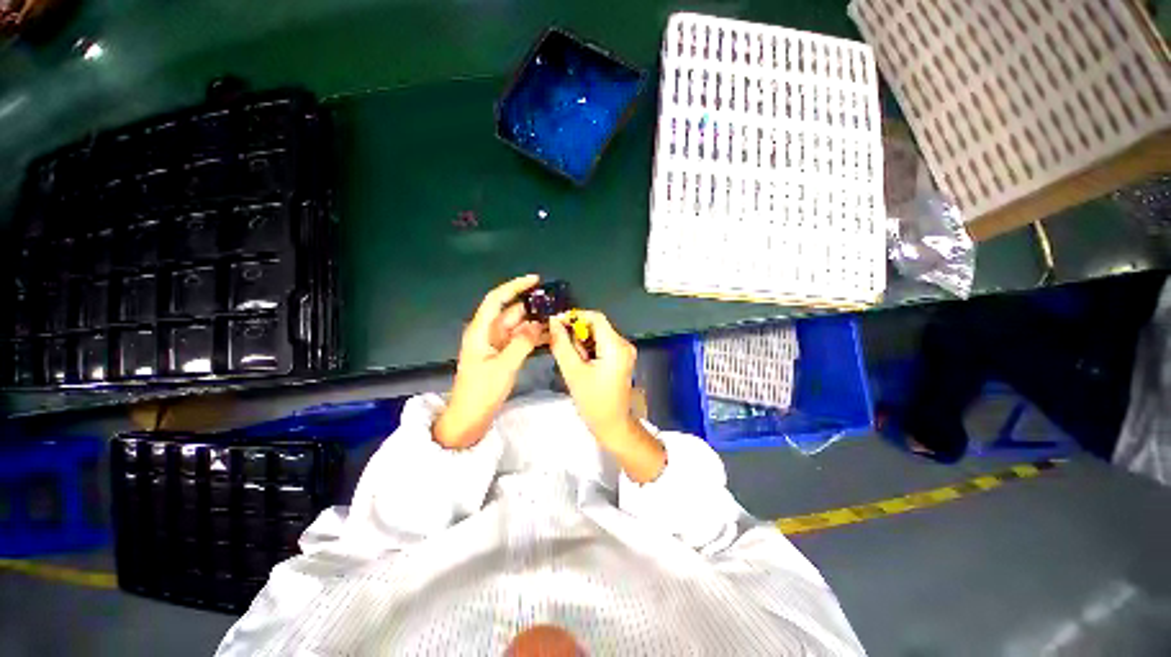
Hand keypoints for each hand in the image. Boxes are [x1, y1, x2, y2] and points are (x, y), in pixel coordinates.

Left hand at [433, 275, 547, 448]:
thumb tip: (537, 324)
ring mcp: (495, 344)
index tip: (535, 280)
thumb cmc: (481, 391)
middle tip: (556, 306)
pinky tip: (549, 337)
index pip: (496, 299)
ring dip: (535, 323)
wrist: (469, 418)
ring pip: (517, 326)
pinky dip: (532, 337)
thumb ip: (522, 343)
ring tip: (557, 321)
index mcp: (481, 331)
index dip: (514, 286)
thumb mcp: (504, 366)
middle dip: (532, 307)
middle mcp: (487, 333)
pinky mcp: (502, 354)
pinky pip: (519, 339)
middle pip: (511, 312)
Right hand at [547, 310, 637, 440]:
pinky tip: (582, 364)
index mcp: (616, 346)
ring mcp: (625, 351)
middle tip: (562, 347)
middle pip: (597, 326)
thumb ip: (561, 344)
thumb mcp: (572, 371)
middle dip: (577, 333)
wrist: (612, 425)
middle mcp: (624, 344)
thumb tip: (553, 322)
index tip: (556, 323)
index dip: (575, 316)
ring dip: (582, 342)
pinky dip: (589, 349)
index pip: (595, 317)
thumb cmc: (592, 401)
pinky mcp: (621, 358)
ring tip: (573, 361)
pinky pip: (602, 344)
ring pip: (598, 335)